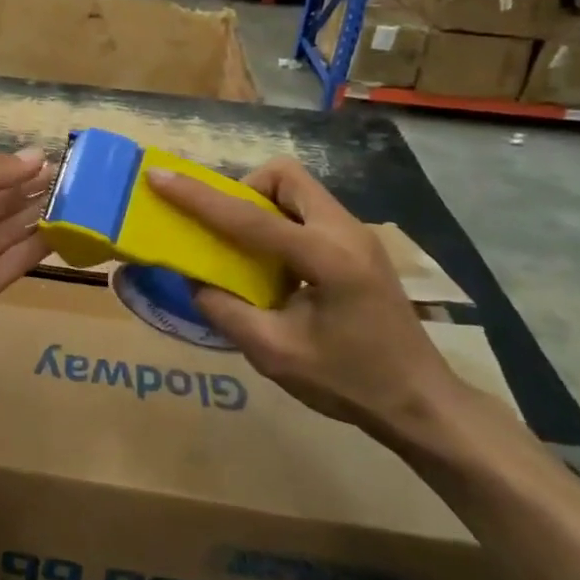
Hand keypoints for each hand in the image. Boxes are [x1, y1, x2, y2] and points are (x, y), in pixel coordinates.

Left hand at [0, 149, 51, 362]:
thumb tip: (36, 155)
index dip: (7, 170)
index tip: (44, 160)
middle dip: (25, 190)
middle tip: (66, 178)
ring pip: (4, 234)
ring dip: (33, 216)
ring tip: (71, 199)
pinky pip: (10, 264)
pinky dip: (34, 248)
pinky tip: (61, 232)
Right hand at [146, 158, 456, 441]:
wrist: (422, 403)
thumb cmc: (349, 382)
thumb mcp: (274, 353)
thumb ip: (224, 310)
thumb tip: (193, 277)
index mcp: (326, 258)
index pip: (248, 217)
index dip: (197, 197)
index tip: (158, 176)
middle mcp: (345, 231)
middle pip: (284, 176)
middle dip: (243, 189)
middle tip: (223, 228)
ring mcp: (357, 235)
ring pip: (298, 189)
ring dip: (262, 204)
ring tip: (246, 249)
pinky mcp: (359, 245)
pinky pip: (308, 211)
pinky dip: (280, 221)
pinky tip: (275, 265)